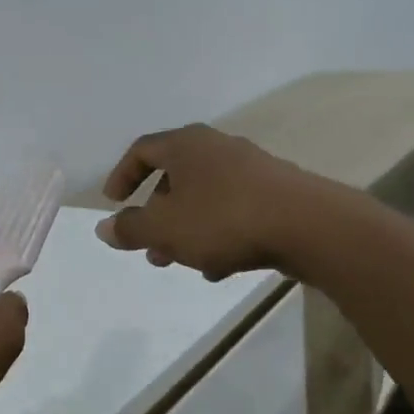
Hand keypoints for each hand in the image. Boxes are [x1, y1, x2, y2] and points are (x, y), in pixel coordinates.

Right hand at [97, 124, 323, 280]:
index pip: (142, 150)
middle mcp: (217, 148)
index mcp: (186, 145)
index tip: (112, 203)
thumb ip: (130, 229)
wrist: (310, 226)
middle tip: (147, 245)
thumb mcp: (165, 229)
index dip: (122, 176)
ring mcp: (251, 168)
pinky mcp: (276, 192)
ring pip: (204, 197)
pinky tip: (218, 268)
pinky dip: (217, 233)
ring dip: (185, 228)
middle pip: (175, 176)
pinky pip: (233, 210)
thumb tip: (103, 228)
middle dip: (156, 214)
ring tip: (178, 262)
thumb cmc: (224, 219)